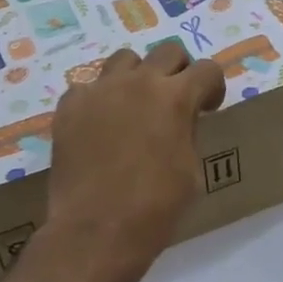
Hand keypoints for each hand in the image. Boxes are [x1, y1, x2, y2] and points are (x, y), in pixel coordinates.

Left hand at [45, 42, 225, 281]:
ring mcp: (99, 91)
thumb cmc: (156, 207)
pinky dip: (98, 100)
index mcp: (176, 97)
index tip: (207, 108)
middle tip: (174, 101)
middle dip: (178, 71)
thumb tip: (180, 120)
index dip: (212, 87)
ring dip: (137, 76)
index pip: (207, 69)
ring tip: (133, 106)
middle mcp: (138, 82)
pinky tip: (99, 126)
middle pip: (168, 51)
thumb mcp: (191, 170)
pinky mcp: (69, 107)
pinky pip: (87, 88)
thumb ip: (188, 132)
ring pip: (124, 60)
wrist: (97, 231)